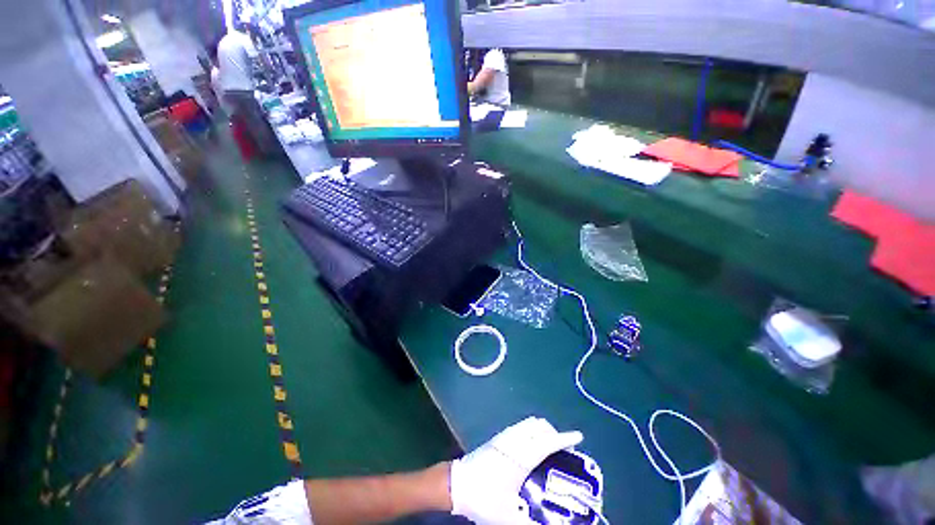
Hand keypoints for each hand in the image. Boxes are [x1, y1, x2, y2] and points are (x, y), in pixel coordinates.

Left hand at [450, 417, 583, 524]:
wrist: (456, 484)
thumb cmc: (484, 498)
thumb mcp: (509, 517)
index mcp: (520, 456)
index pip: (547, 442)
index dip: (565, 438)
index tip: (579, 436)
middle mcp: (514, 441)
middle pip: (539, 426)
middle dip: (553, 433)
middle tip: (563, 449)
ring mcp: (504, 437)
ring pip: (528, 424)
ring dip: (542, 430)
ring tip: (549, 446)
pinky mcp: (497, 438)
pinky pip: (520, 427)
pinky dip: (531, 430)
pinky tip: (530, 446)